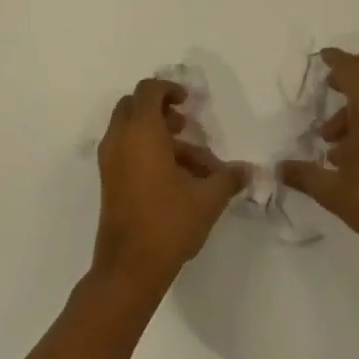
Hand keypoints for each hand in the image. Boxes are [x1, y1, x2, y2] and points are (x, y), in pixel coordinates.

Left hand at [94, 78, 247, 286]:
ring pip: (130, 131)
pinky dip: (147, 152)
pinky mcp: (109, 182)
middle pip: (133, 106)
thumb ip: (229, 177)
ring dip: (159, 136)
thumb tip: (250, 171)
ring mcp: (110, 162)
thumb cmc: (168, 223)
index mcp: (141, 132)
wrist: (128, 270)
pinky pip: (126, 151)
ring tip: (193, 164)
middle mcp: (119, 140)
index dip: (169, 88)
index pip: (148, 90)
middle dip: (159, 110)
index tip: (189, 102)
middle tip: (185, 126)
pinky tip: (176, 180)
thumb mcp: (208, 198)